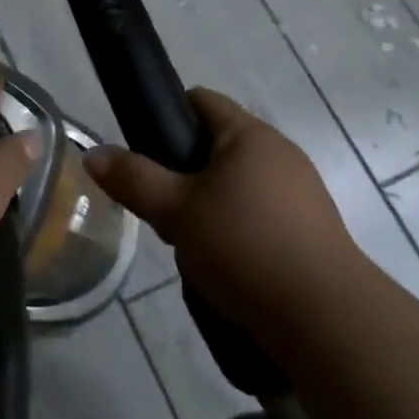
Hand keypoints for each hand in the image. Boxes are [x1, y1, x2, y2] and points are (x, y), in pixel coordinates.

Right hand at [83, 89, 358, 338]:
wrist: (326, 318)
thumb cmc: (244, 246)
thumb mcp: (176, 212)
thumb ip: (134, 180)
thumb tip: (93, 154)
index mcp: (249, 134)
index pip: (201, 100)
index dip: (167, 115)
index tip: (145, 151)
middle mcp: (281, 152)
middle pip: (218, 145)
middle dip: (185, 172)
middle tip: (163, 208)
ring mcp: (303, 191)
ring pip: (239, 184)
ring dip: (212, 205)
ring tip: (193, 244)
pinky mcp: (314, 229)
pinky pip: (263, 214)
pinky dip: (240, 230)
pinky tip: (229, 266)